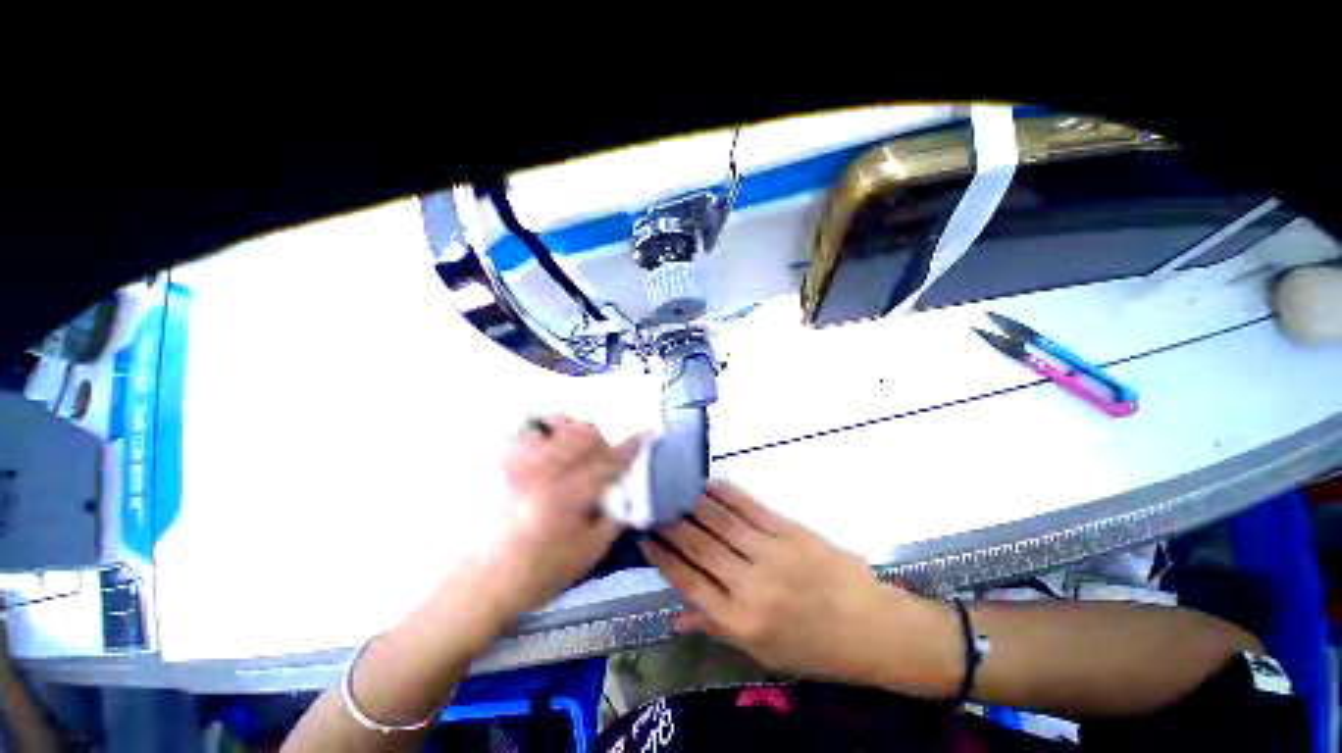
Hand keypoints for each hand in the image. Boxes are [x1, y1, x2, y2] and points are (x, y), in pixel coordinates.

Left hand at [481, 415, 639, 621]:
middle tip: (603, 461)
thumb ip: (614, 518)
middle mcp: (545, 470)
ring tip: (576, 453)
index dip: (631, 447)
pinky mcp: (505, 462)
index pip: (609, 460)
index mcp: (568, 495)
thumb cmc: (540, 573)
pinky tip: (551, 451)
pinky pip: (533, 429)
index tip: (646, 435)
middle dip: (603, 442)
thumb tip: (627, 491)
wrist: (483, 582)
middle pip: (585, 433)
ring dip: (577, 433)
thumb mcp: (588, 553)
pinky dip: (550, 432)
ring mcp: (521, 461)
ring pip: (559, 423)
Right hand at [640, 481, 960, 695]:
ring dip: (693, 504)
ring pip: (721, 522)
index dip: (663, 558)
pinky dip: (725, 494)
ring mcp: (771, 552)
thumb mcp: (763, 652)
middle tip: (653, 508)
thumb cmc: (815, 648)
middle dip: (671, 526)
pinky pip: (749, 507)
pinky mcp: (789, 530)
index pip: (689, 582)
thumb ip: (717, 627)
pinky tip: (708, 484)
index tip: (644, 539)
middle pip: (700, 546)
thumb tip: (676, 614)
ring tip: (673, 491)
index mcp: (741, 621)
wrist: (873, 627)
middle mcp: (750, 584)